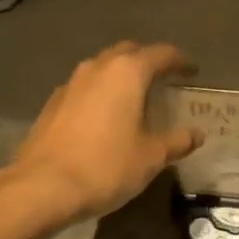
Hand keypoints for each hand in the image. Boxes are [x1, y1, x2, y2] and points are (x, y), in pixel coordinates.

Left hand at [4, 42, 202, 222]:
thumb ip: (177, 141)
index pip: (161, 54)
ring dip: (122, 75)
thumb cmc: (106, 166)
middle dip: (148, 60)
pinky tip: (105, 115)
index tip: (193, 70)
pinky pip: (86, 86)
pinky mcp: (53, 102)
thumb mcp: (151, 157)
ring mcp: (71, 83)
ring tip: (135, 95)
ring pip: (103, 67)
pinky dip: (101, 92)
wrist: (42, 187)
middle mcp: (98, 67)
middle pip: (129, 52)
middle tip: (164, 77)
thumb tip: (196, 134)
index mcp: (128, 72)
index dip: (180, 60)